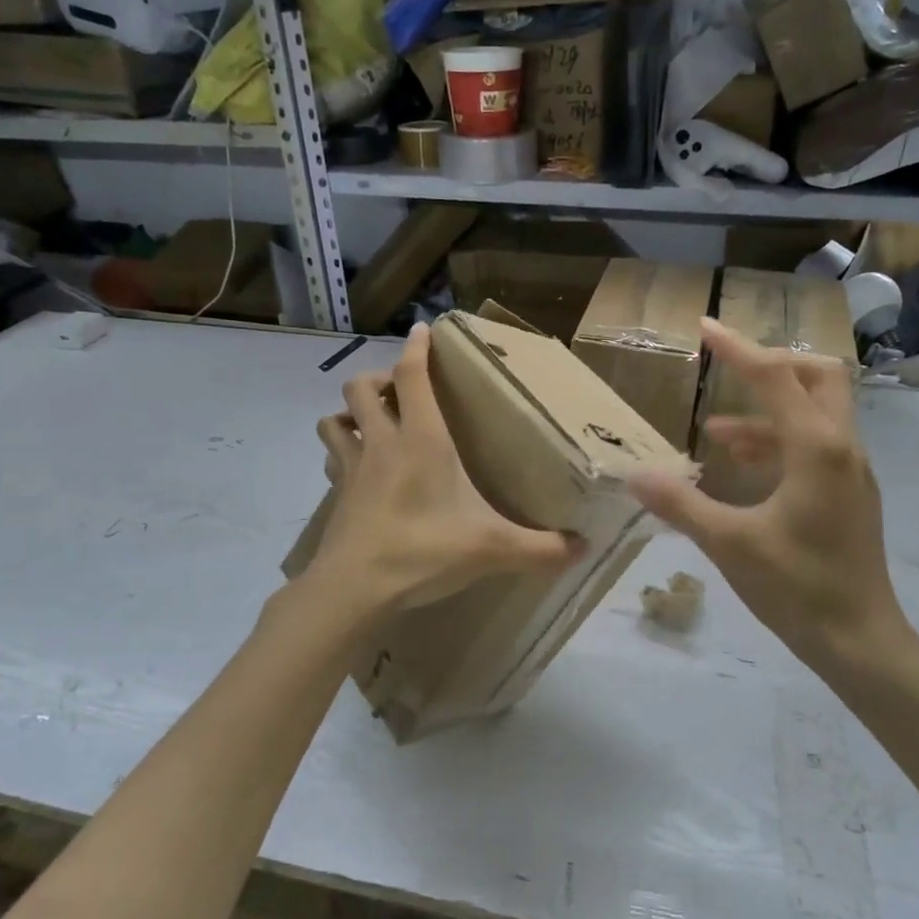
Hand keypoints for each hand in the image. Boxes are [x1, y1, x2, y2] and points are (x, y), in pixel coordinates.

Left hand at [307, 323, 583, 613]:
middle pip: (360, 387)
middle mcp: (382, 443)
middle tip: (399, 395)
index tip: (422, 329)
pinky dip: (341, 453)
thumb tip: (585, 548)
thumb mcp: (493, 549)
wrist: (356, 588)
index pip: (411, 377)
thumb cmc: (425, 551)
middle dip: (377, 380)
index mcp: (421, 439)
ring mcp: (352, 468)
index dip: (416, 349)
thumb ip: (542, 548)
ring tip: (371, 425)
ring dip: (349, 413)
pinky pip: (333, 459)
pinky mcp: (337, 495)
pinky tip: (357, 470)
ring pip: (335, 419)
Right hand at [629, 319, 912, 675]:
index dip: (736, 348)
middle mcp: (842, 448)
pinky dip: (778, 442)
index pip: (775, 377)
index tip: (704, 326)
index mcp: (817, 449)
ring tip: (715, 432)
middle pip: (818, 377)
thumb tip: (634, 474)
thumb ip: (681, 504)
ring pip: (818, 413)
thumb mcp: (729, 543)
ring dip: (769, 411)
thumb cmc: (797, 588)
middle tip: (730, 372)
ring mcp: (851, 472)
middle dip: (774, 366)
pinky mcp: (849, 495)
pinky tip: (743, 467)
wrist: (860, 642)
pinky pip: (815, 446)